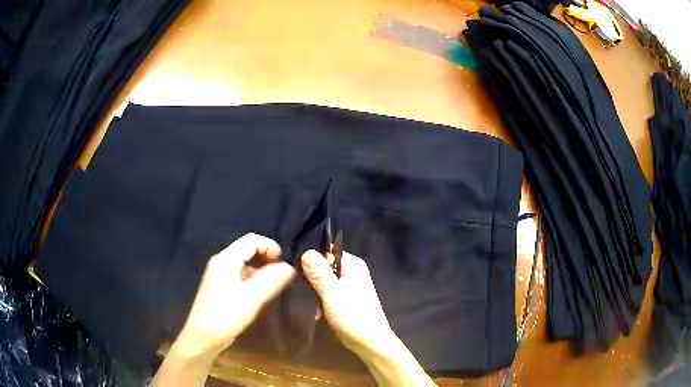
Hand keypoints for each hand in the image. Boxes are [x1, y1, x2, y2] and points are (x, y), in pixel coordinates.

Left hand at [172, 233, 295, 359]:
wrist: (203, 337)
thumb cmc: (226, 315)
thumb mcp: (252, 298)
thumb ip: (272, 280)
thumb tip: (289, 267)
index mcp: (226, 260)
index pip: (251, 240)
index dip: (269, 246)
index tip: (283, 262)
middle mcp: (220, 263)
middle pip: (247, 250)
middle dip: (266, 258)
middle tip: (280, 275)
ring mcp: (218, 276)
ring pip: (243, 264)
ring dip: (260, 270)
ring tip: (272, 285)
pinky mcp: (219, 289)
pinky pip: (239, 275)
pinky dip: (252, 279)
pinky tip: (258, 295)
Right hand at [301, 250, 396, 358]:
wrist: (370, 344)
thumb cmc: (354, 320)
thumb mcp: (333, 296)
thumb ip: (320, 274)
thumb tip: (306, 251)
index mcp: (353, 265)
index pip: (325, 252)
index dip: (311, 262)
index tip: (303, 278)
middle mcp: (353, 270)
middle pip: (323, 266)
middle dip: (313, 280)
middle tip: (311, 296)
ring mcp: (350, 283)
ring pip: (323, 280)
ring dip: (316, 292)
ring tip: (316, 306)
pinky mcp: (346, 296)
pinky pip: (327, 290)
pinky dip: (321, 299)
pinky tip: (320, 311)